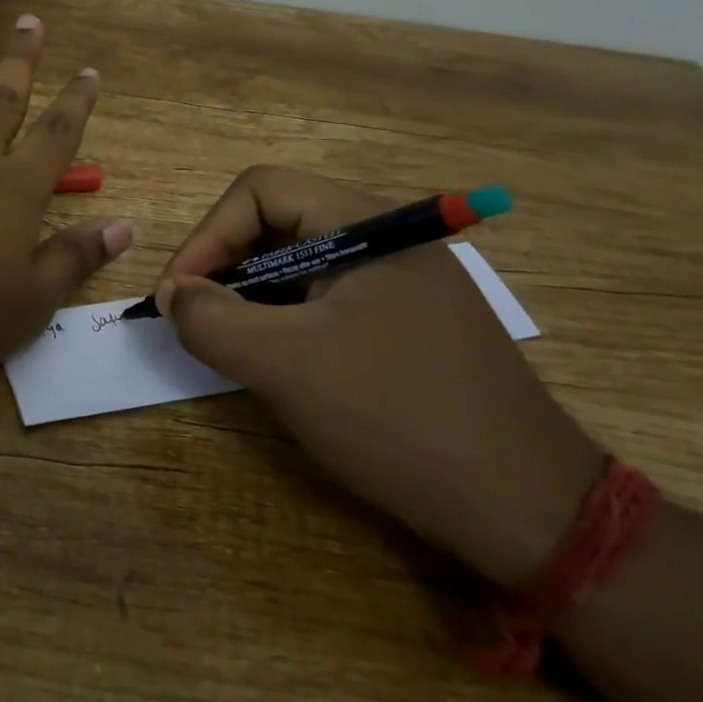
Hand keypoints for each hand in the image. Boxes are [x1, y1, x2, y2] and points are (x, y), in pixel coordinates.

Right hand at [156, 168, 601, 586]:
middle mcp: (387, 237)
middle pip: (278, 223)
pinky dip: (290, 322)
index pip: (259, 191)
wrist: (530, 510)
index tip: (178, 297)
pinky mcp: (411, 323)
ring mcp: (404, 281)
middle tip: (200, 324)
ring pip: (302, 266)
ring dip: (255, 299)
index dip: (207, 236)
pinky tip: (284, 366)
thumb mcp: (287, 366)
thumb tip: (173, 294)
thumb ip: (212, 320)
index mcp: (366, 222)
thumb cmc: (399, 417)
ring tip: (235, 348)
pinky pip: (330, 301)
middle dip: (227, 269)